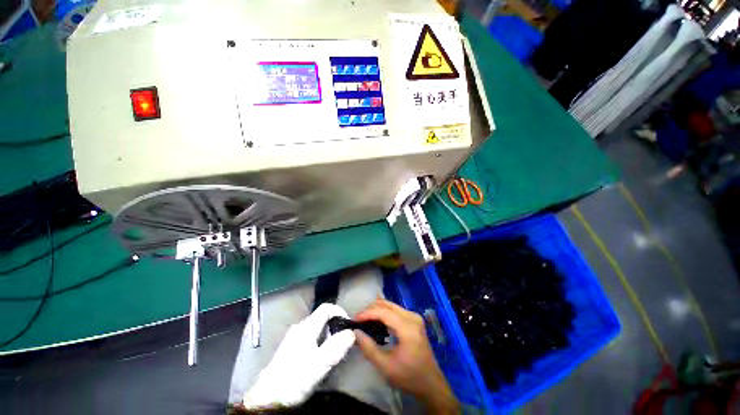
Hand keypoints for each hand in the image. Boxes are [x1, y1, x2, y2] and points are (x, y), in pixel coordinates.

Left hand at [243, 303, 355, 409]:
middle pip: (323, 318)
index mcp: (307, 327)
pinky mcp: (290, 347)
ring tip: (332, 353)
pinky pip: (310, 337)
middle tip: (342, 344)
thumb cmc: (294, 379)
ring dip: (328, 336)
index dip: (340, 312)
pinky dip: (320, 343)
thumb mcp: (319, 364)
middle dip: (335, 327)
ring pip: (317, 328)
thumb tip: (351, 332)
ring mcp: (294, 337)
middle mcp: (300, 327)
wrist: (267, 399)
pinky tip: (319, 359)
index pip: (327, 307)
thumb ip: (336, 347)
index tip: (348, 326)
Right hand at [354, 299, 458, 413]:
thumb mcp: (386, 367)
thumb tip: (356, 332)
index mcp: (407, 327)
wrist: (431, 383)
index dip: (367, 313)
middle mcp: (412, 316)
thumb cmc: (409, 377)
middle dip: (370, 309)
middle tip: (358, 320)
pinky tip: (376, 321)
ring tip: (364, 320)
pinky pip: (395, 310)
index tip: (354, 320)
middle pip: (387, 304)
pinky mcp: (414, 319)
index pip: (383, 312)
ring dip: (376, 310)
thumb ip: (369, 348)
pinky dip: (384, 312)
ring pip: (391, 305)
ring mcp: (414, 316)